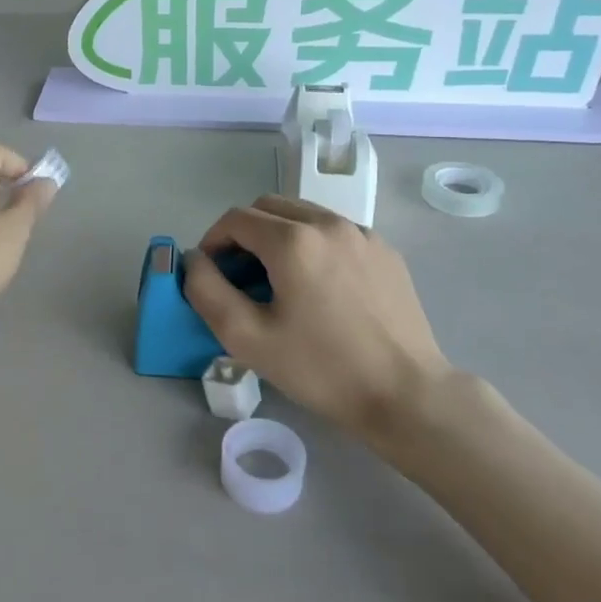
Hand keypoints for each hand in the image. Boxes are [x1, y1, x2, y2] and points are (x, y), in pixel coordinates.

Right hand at [183, 196, 479, 449]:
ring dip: (277, 235)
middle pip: (268, 207)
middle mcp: (328, 223)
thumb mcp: (248, 338)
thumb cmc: (321, 369)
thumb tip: (195, 260)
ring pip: (303, 214)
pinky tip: (318, 286)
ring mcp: (362, 234)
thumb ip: (207, 291)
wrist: (406, 395)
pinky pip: (334, 231)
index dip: (213, 241)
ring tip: (278, 280)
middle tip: (240, 276)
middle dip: (243, 233)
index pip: (235, 219)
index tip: (211, 274)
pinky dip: (312, 244)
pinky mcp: (384, 250)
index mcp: (293, 241)